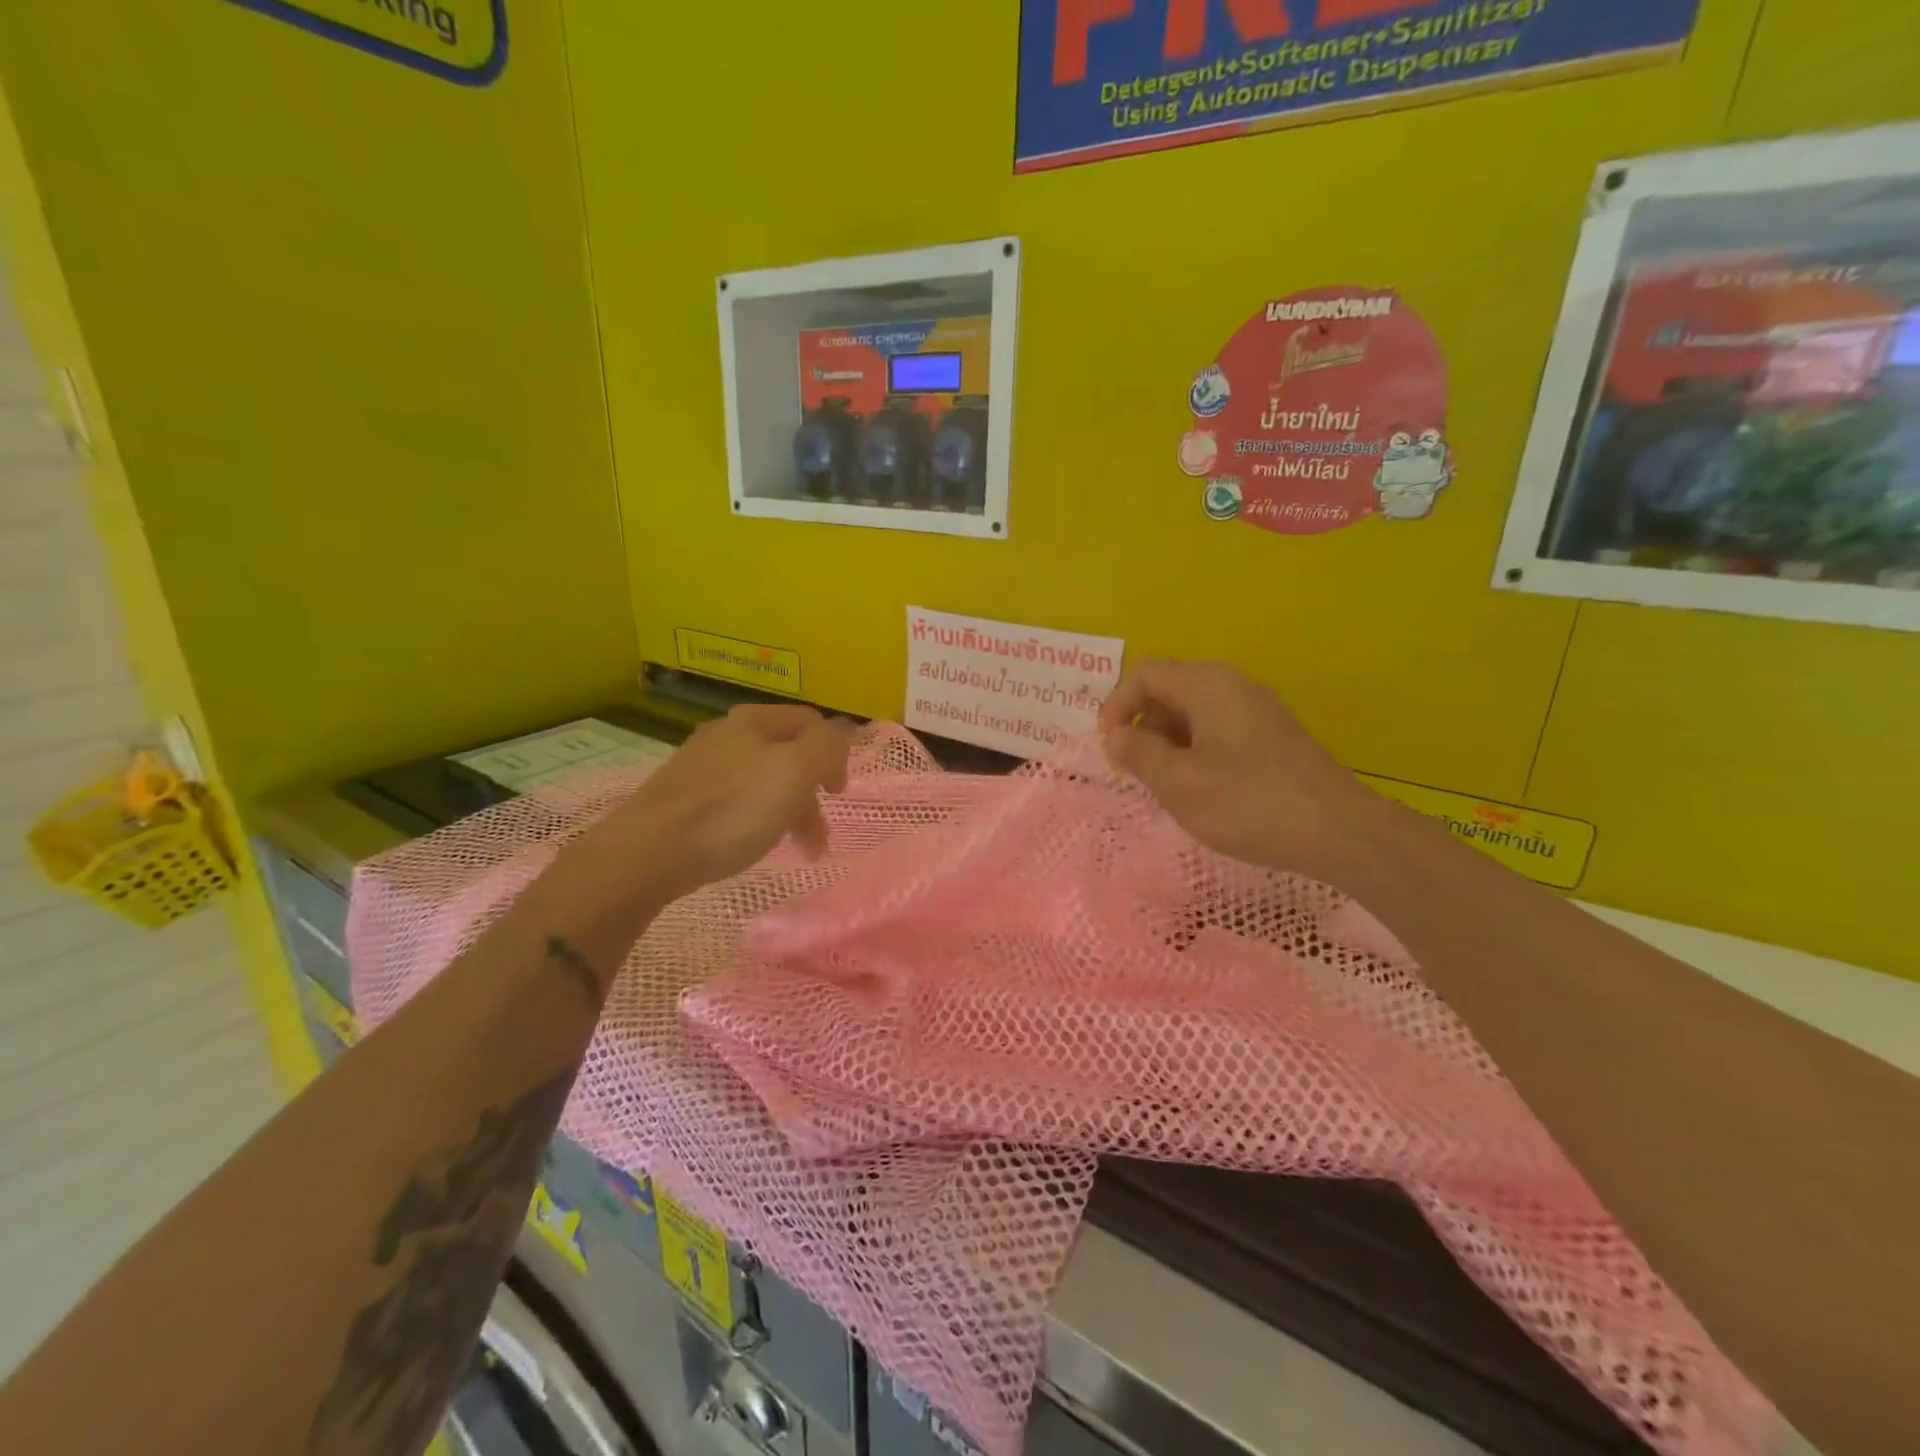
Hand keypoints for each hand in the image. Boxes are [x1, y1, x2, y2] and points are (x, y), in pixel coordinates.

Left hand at [600, 704, 851, 900]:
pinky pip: (735, 801)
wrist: (649, 851)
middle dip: (811, 793)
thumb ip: (827, 746)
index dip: (835, 753)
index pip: (811, 721)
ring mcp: (701, 765)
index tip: (837, 794)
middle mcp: (727, 733)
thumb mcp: (794, 771)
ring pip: (762, 780)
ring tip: (795, 849)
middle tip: (818, 835)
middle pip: (787, 754)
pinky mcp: (682, 797)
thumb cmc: (732, 809)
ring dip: (788, 811)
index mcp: (754, 720)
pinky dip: (755, 820)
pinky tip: (750, 843)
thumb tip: (842, 733)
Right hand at [1099, 659, 1384, 883]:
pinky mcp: (1272, 735)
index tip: (1110, 748)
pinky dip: (1195, 749)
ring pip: (1193, 711)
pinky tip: (1200, 788)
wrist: (1338, 831)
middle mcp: (1232, 685)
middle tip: (1134, 769)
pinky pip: (1218, 728)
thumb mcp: (1179, 782)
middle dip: (1142, 724)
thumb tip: (1117, 735)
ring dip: (1167, 740)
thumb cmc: (1248, 803)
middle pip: (1169, 688)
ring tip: (1164, 783)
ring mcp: (1256, 709)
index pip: (1144, 673)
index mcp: (1207, 685)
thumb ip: (1138, 753)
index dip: (1116, 705)